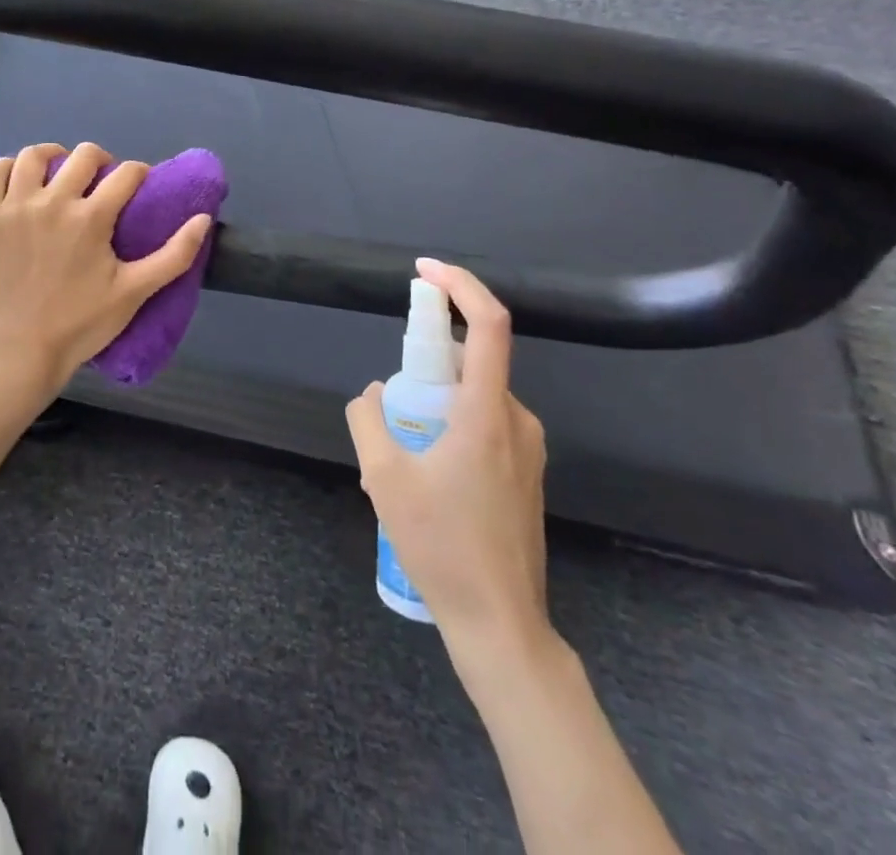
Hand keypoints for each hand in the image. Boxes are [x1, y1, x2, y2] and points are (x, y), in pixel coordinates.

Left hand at [0, 143, 211, 394]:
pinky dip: (11, 168)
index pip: (125, 174)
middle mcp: (52, 202)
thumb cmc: (83, 323)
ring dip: (55, 156)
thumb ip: (175, 255)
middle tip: (103, 182)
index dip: (139, 174)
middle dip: (102, 161)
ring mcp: (16, 207)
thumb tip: (203, 218)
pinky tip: (24, 181)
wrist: (23, 351)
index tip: (139, 186)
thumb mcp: (136, 292)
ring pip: (35, 155)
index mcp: (91, 217)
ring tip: (62, 172)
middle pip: (83, 155)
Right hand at [346, 258, 551, 677]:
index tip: (425, 270)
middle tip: (389, 404)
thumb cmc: (442, 546)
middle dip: (425, 366)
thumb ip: (368, 419)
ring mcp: (528, 449)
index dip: (460, 286)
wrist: (501, 624)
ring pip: (474, 398)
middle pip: (472, 362)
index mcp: (487, 413)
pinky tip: (424, 476)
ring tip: (398, 456)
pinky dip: (450, 426)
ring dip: (433, 404)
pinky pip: (484, 425)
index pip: (489, 325)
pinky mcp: (527, 473)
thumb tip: (374, 393)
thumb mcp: (383, 478)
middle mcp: (518, 421)